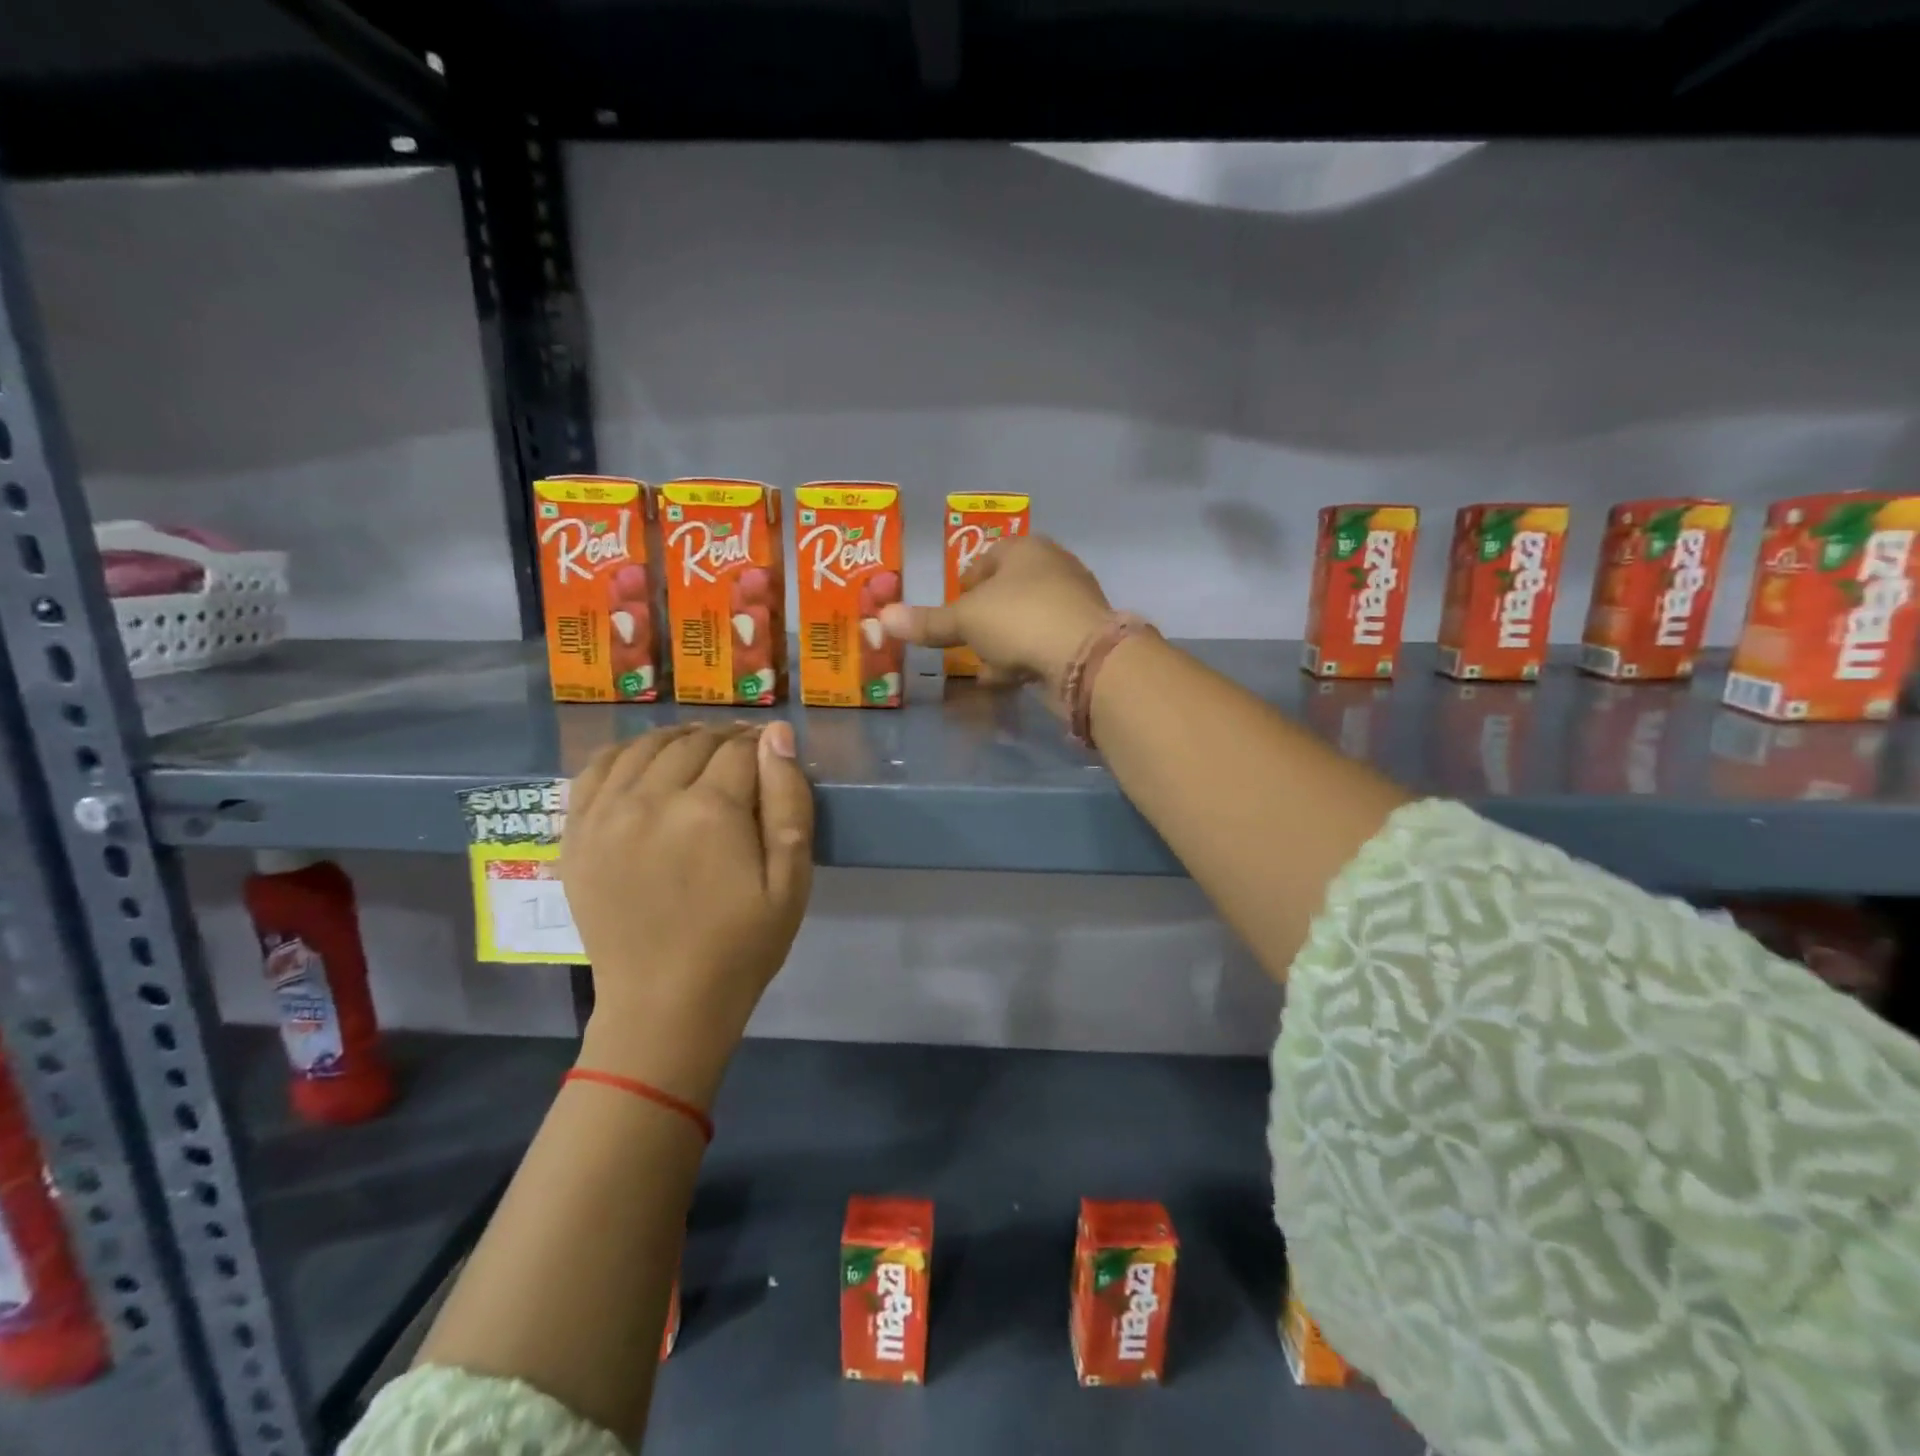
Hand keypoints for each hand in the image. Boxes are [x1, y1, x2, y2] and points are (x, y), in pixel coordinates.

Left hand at [561, 723, 813, 1105]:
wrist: (665, 1005)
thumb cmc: (742, 947)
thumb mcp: (791, 881)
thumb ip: (789, 801)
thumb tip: (776, 734)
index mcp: (710, 811)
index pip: (739, 749)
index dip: (761, 744)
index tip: (771, 752)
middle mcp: (651, 800)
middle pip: (692, 743)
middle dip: (724, 739)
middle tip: (742, 754)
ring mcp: (605, 816)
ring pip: (643, 747)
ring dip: (677, 740)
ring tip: (698, 752)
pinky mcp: (576, 836)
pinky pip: (595, 770)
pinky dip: (624, 753)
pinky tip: (644, 763)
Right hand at [878, 535, 1111, 699]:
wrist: (1085, 658)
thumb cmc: (1019, 619)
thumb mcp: (965, 620)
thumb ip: (928, 621)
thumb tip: (882, 617)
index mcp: (1026, 549)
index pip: (989, 556)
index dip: (967, 580)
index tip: (954, 605)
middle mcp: (1054, 568)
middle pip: (1009, 590)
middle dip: (986, 615)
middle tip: (965, 637)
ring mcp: (1073, 603)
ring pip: (1027, 619)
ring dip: (1004, 641)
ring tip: (982, 663)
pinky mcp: (1083, 638)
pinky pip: (1043, 645)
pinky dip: (1024, 659)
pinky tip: (1006, 679)